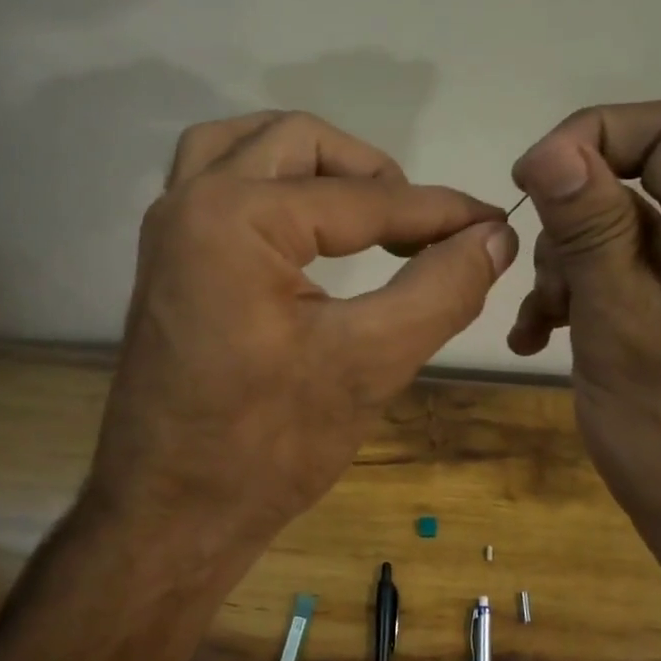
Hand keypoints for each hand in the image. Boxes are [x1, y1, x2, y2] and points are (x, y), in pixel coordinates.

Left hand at [89, 111, 517, 563]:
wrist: (169, 518)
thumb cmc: (265, 448)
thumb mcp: (368, 364)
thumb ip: (441, 289)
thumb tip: (493, 237)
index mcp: (233, 218)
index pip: (362, 198)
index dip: (438, 212)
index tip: (493, 224)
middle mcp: (188, 203)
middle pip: (295, 142)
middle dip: (369, 172)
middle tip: (418, 223)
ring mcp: (168, 234)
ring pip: (244, 151)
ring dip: (311, 165)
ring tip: (366, 208)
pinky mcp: (167, 266)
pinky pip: (218, 190)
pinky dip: (270, 188)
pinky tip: (308, 232)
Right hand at [507, 102, 660, 608]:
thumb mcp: (622, 330)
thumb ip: (591, 233)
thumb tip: (551, 147)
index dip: (590, 136)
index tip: (526, 186)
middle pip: (637, 175)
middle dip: (571, 223)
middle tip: (545, 288)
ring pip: (618, 228)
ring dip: (565, 267)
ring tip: (542, 328)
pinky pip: (623, 273)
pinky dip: (577, 296)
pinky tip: (539, 340)